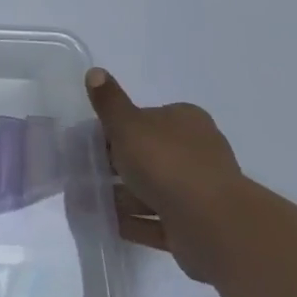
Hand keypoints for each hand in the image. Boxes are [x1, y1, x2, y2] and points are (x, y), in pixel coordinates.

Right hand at [86, 67, 246, 281]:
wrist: (212, 224)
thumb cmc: (166, 163)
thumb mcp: (128, 125)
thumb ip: (109, 102)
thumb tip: (95, 71)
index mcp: (185, 122)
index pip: (146, 118)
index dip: (116, 128)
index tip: (89, 141)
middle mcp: (196, 152)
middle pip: (148, 154)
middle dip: (117, 163)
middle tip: (83, 170)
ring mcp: (198, 191)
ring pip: (151, 188)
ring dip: (121, 194)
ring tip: (86, 199)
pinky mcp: (194, 225)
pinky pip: (155, 220)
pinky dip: (133, 220)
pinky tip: (106, 222)